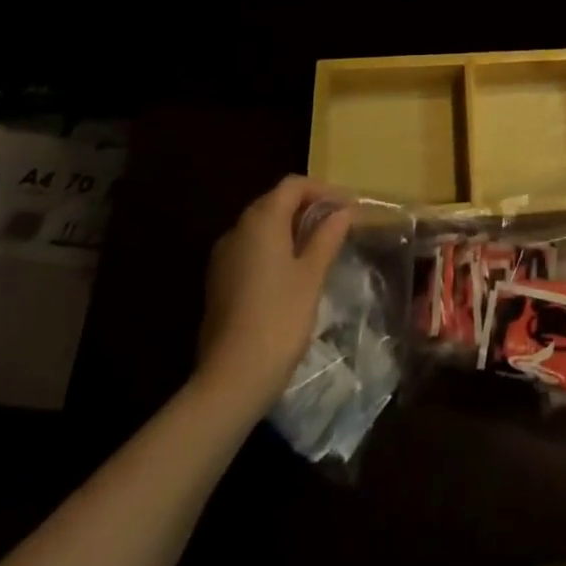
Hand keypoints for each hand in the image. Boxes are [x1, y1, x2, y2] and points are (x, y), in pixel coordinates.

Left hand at [194, 176, 351, 412]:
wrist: (231, 379)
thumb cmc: (280, 318)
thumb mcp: (312, 275)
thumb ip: (327, 237)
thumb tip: (342, 212)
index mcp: (261, 220)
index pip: (293, 186)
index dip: (323, 190)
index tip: (348, 207)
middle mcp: (237, 230)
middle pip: (275, 202)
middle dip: (307, 207)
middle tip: (337, 224)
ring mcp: (223, 257)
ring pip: (261, 226)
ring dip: (290, 228)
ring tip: (319, 247)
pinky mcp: (218, 282)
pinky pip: (250, 249)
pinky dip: (273, 248)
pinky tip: (292, 271)